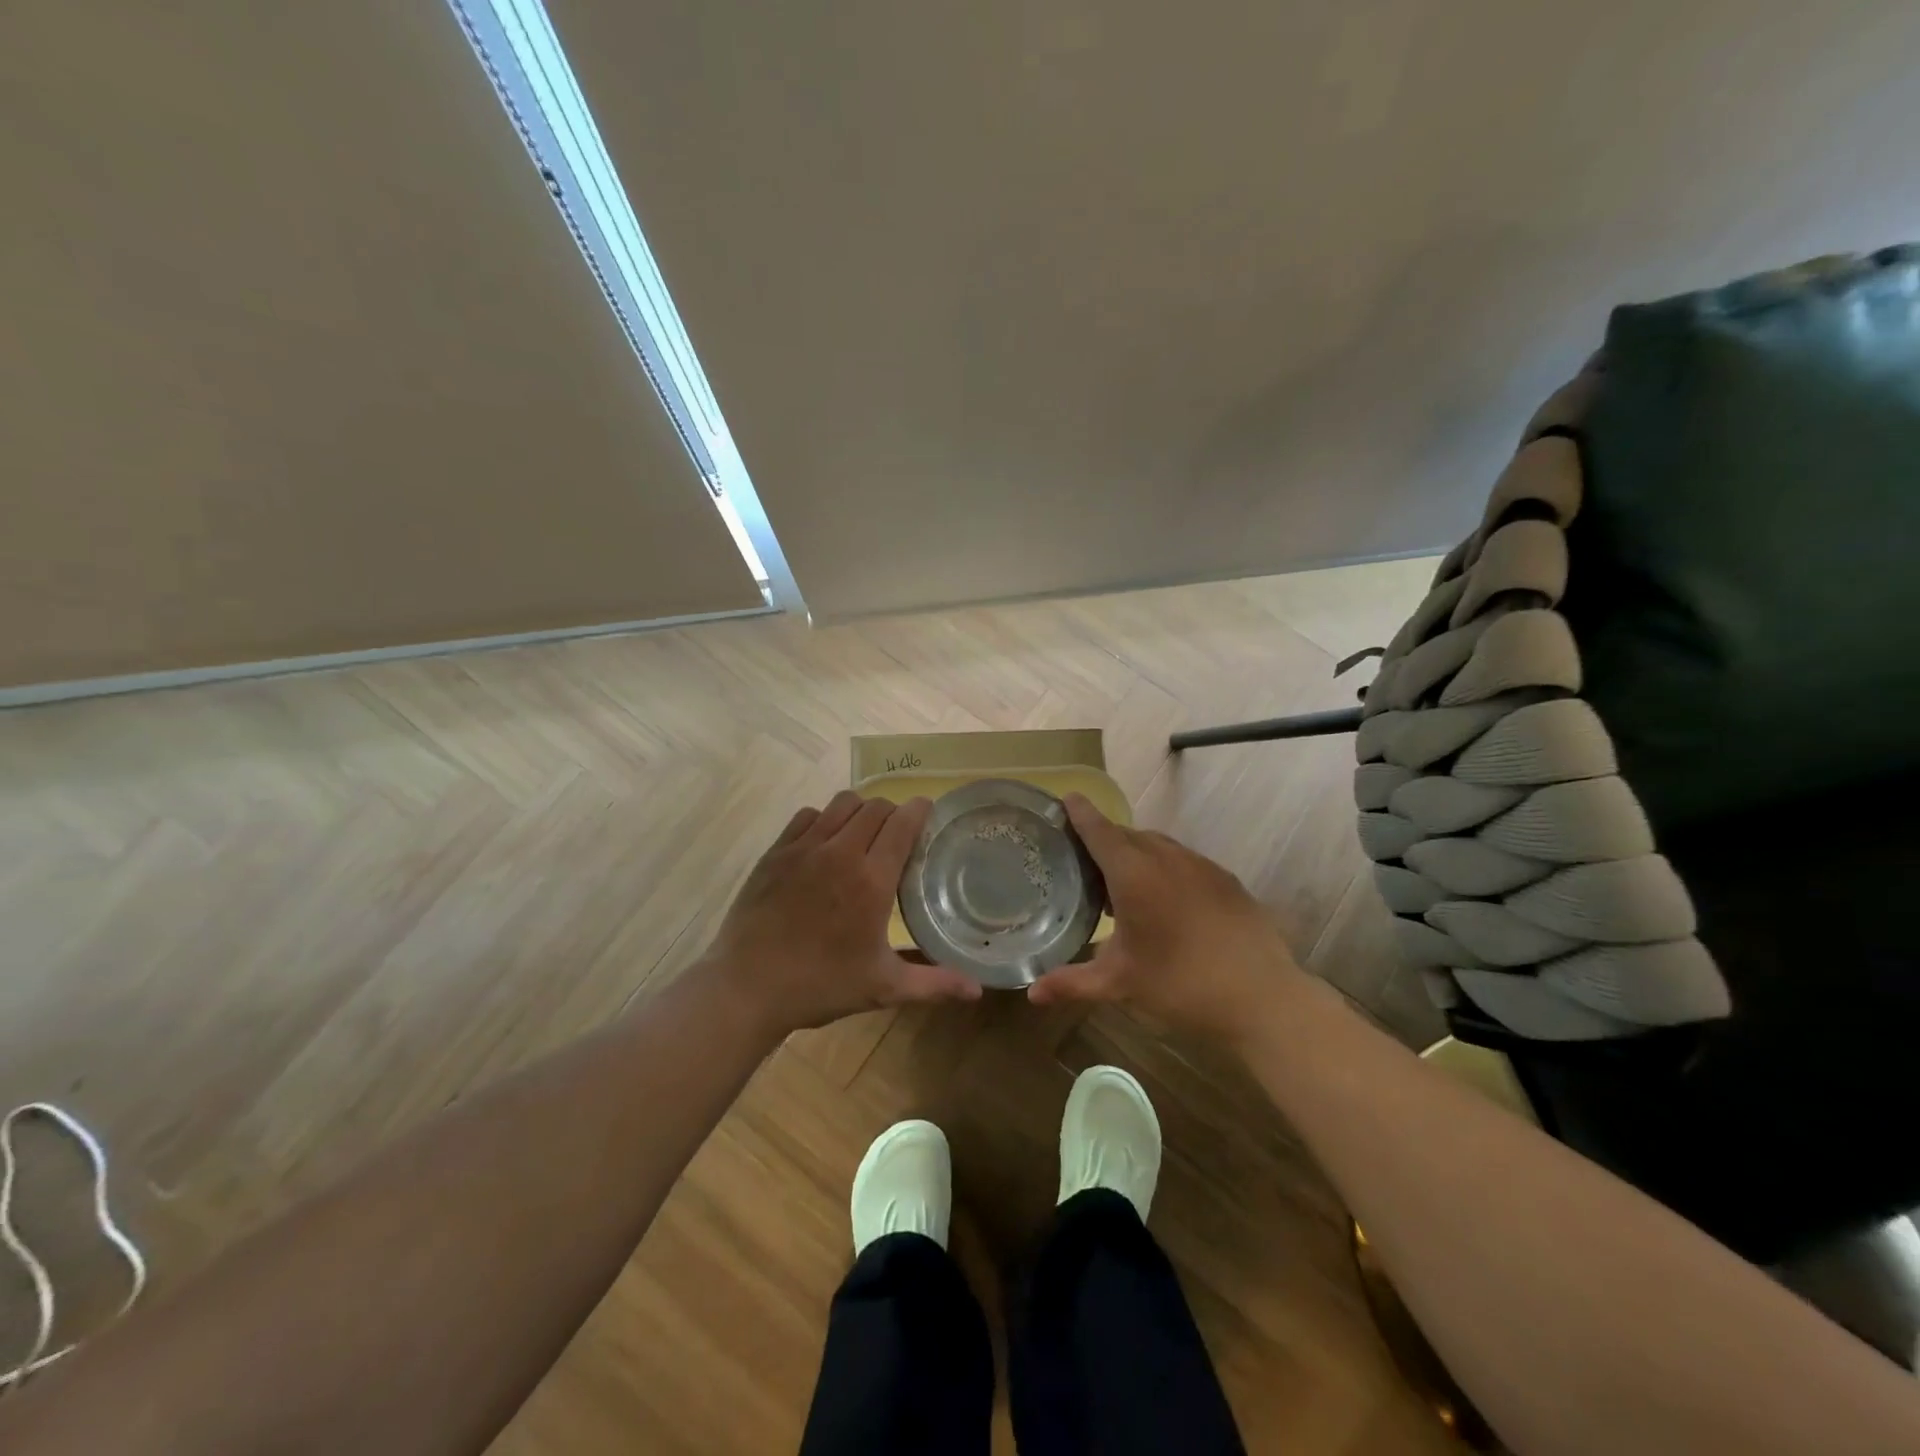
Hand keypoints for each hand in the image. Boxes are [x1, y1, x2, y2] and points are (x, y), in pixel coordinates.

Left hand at [700, 791, 982, 1038]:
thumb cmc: (821, 986)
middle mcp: (841, 852)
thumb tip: (978, 991)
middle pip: (875, 807)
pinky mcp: (776, 851)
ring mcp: (804, 848)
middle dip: (893, 812)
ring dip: (859, 811)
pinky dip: (823, 820)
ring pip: (841, 803)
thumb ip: (934, 983)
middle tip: (897, 834)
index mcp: (872, 880)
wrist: (747, 988)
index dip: (919, 810)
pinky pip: (807, 815)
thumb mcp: (884, 987)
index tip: (927, 813)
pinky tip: (824, 843)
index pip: (903, 823)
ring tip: (862, 833)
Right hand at [1028, 795, 1305, 1041]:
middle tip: (1083, 860)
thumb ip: (1072, 982)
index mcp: (1134, 873)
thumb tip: (1032, 992)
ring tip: (1122, 883)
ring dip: (1135, 854)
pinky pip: (1183, 860)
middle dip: (1103, 839)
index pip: (1099, 830)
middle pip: (1126, 835)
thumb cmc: (1180, 985)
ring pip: (1157, 845)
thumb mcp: (1120, 983)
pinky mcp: (1225, 879)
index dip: (1080, 813)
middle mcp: (1166, 857)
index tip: (1067, 798)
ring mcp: (1200, 865)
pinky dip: (1164, 867)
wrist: (1261, 996)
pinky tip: (1165, 900)